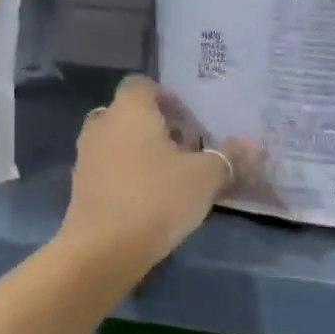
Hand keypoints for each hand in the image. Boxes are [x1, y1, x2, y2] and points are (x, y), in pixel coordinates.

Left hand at [56, 76, 257, 276]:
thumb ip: (228, 157)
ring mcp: (86, 155)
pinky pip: (106, 166)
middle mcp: (102, 124)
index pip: (141, 84)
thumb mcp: (204, 177)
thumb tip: (255, 144)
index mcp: (129, 110)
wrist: (102, 249)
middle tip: (184, 148)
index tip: (189, 122)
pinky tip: (147, 198)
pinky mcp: (80, 185)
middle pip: (128, 112)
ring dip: (139, 150)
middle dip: (155, 125)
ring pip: (116, 140)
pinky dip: (124, 173)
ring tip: (169, 175)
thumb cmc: (156, 199)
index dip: (166, 97)